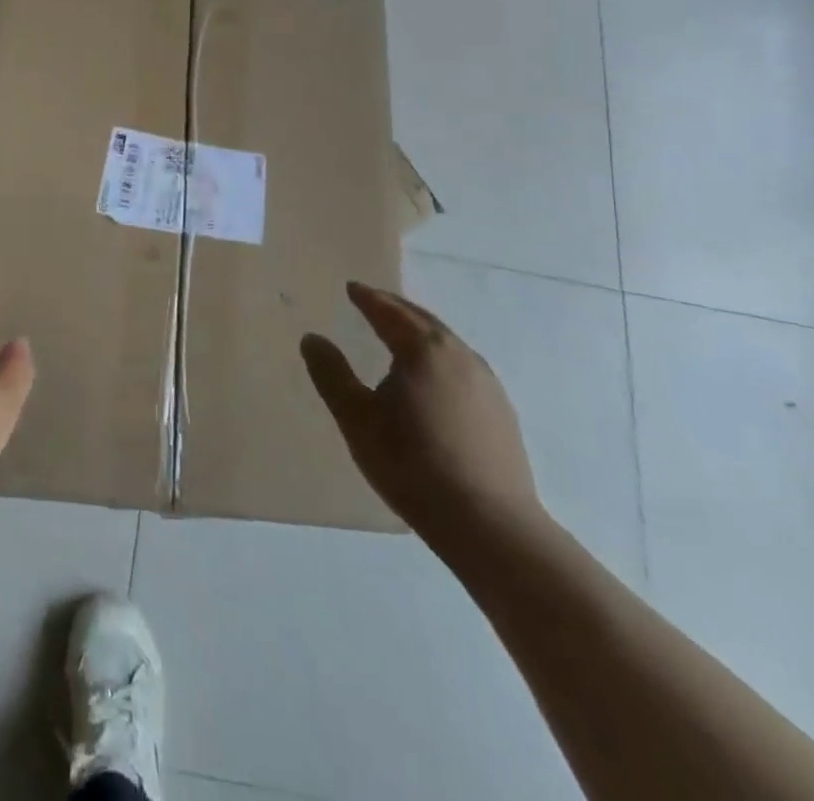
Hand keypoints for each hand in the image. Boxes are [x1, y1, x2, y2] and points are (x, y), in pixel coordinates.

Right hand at [301, 282, 540, 542]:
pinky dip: (439, 355)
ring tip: (400, 334)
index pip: (389, 312)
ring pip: (446, 341)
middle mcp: (458, 355)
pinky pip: (462, 365)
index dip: (367, 298)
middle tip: (372, 301)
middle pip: (422, 319)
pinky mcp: (501, 410)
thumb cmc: (413, 465)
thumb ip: (332, 374)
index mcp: (422, 350)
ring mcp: (486, 382)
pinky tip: (434, 377)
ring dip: (420, 330)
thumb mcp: (358, 420)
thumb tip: (312, 338)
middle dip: (395, 307)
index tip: (352, 287)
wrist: (490, 525)